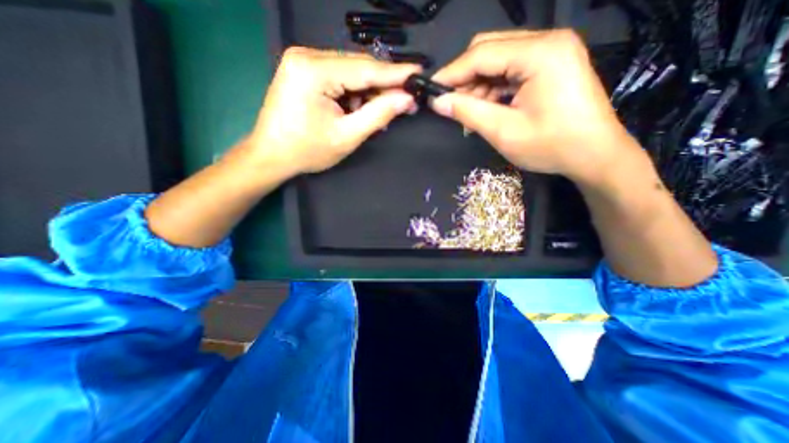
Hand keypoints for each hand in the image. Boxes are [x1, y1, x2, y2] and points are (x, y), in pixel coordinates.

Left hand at [246, 47, 420, 176]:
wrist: (271, 155)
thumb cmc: (307, 151)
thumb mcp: (347, 136)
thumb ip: (378, 115)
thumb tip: (406, 99)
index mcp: (314, 70)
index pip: (366, 68)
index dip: (396, 73)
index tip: (420, 75)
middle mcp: (307, 55)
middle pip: (358, 67)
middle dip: (382, 87)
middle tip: (404, 104)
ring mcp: (303, 60)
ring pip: (350, 72)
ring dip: (368, 92)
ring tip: (378, 114)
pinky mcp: (304, 70)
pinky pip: (339, 76)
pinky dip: (354, 93)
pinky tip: (359, 110)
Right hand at [430, 29, 647, 183]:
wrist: (594, 155)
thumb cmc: (551, 146)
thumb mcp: (503, 131)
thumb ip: (468, 112)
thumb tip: (438, 102)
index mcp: (540, 53)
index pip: (481, 54)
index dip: (451, 73)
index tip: (431, 90)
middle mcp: (547, 42)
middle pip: (490, 49)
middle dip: (465, 78)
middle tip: (451, 104)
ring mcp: (551, 52)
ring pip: (499, 60)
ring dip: (478, 85)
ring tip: (469, 112)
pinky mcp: (551, 65)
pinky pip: (511, 70)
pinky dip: (493, 88)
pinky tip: (487, 107)